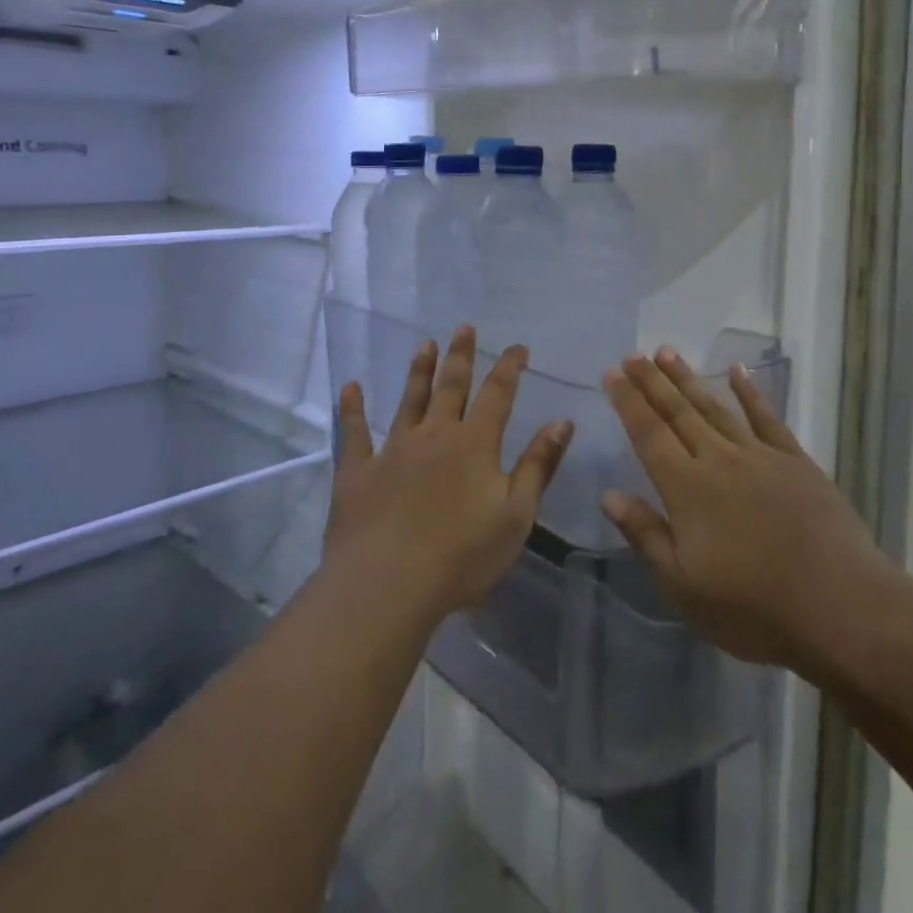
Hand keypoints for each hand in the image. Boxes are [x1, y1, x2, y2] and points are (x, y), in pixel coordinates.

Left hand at [327, 326, 573, 627]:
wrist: (387, 585)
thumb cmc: (461, 555)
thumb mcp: (516, 514)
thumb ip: (539, 465)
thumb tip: (562, 421)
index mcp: (475, 444)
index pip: (498, 394)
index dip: (509, 368)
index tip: (517, 346)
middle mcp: (435, 435)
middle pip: (451, 386)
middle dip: (460, 356)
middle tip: (463, 327)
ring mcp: (393, 451)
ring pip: (409, 400)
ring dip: (418, 371)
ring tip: (425, 344)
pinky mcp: (358, 472)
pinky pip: (354, 434)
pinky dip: (352, 409)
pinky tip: (350, 387)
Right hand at [601, 348, 891, 671]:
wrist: (838, 602)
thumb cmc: (753, 605)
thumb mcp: (683, 586)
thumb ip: (646, 534)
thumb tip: (609, 493)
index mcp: (687, 488)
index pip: (648, 434)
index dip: (628, 401)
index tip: (611, 373)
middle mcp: (718, 459)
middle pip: (678, 411)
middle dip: (652, 381)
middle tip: (632, 354)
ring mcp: (759, 455)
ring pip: (715, 407)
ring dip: (689, 378)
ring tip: (667, 352)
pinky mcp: (794, 460)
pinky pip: (766, 417)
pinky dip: (750, 392)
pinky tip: (738, 372)